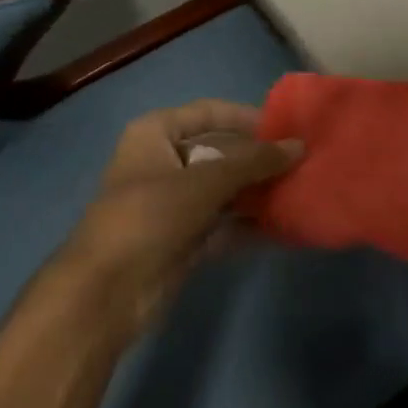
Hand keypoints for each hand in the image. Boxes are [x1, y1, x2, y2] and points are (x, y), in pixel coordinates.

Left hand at [60, 100, 302, 340]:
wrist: (105, 295)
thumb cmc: (150, 216)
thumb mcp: (206, 181)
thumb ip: (255, 162)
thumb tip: (299, 146)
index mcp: (156, 134)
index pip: (209, 112)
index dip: (246, 117)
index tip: (285, 128)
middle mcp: (163, 162)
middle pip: (220, 152)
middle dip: (258, 159)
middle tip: (301, 163)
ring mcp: (172, 204)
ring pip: (224, 189)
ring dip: (257, 192)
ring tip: (300, 191)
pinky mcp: (182, 239)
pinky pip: (223, 223)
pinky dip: (249, 224)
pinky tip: (284, 225)